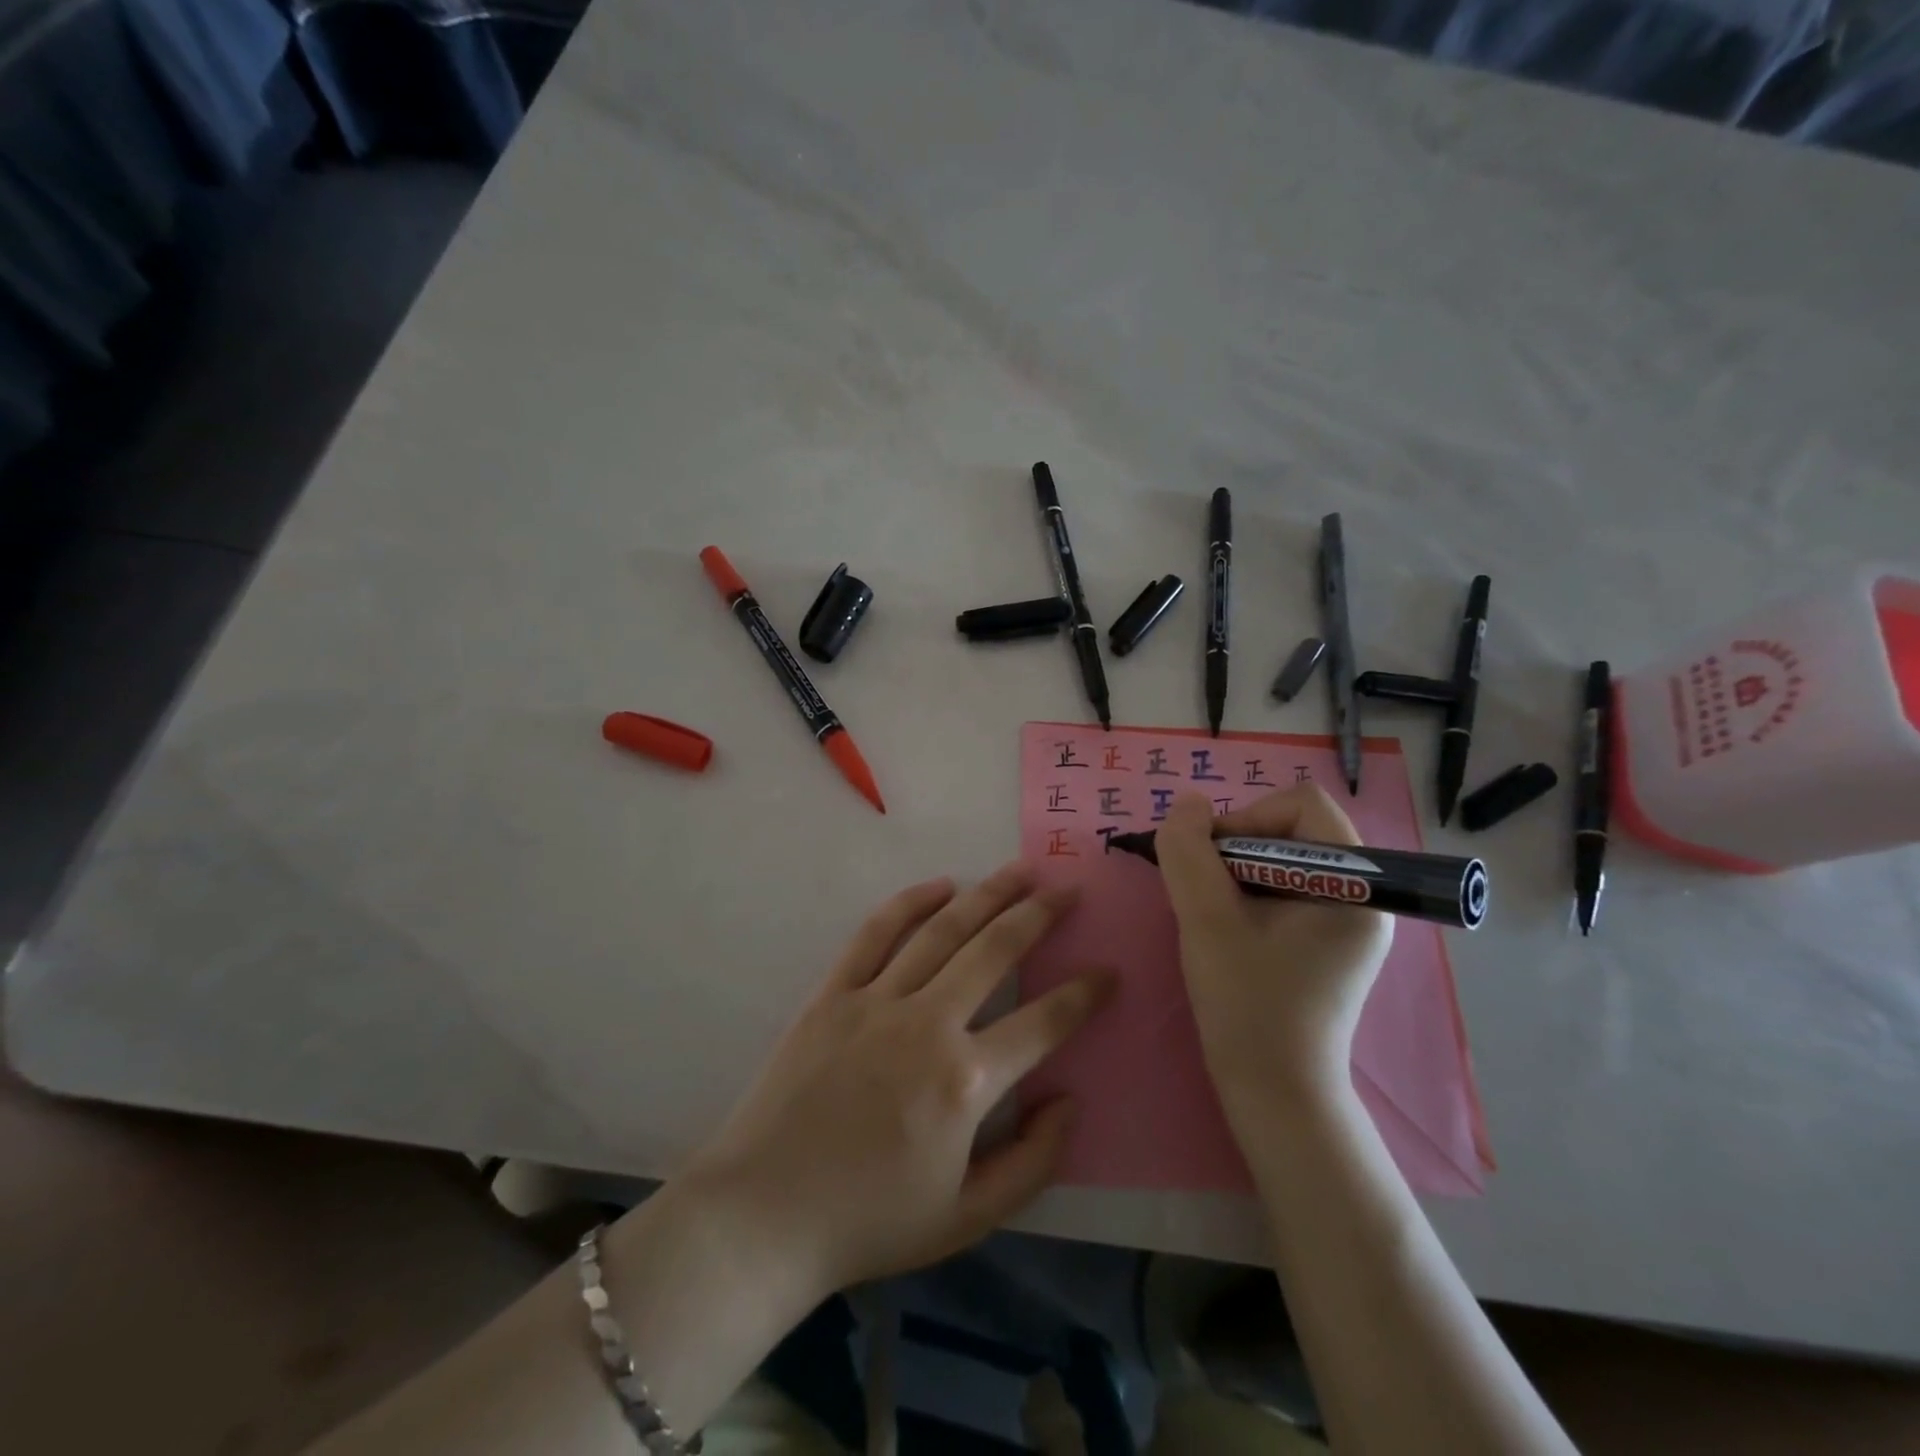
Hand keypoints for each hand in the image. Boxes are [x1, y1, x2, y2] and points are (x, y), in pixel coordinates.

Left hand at [682, 862, 1113, 1303]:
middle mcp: (929, 1024)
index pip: (1044, 1022)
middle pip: (996, 951)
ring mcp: (877, 1001)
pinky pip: (876, 934)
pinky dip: (910, 903)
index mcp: (966, 1081)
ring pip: (943, 930)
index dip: (1084, 995)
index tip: (1108, 971)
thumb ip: (1033, 1162)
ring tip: (1020, 870)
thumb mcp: (968, 1217)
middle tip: (1068, 889)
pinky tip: (940, 884)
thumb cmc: (870, 1222)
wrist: (764, 1216)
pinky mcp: (834, 993)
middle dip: (1040, 915)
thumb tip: (1069, 1100)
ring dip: (987, 895)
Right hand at [1155, 787, 1391, 1110]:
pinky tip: (1227, 931)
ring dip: (1236, 874)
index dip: (1249, 818)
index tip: (1214, 862)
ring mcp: (1347, 921)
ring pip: (1281, 859)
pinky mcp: (1327, 942)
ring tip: (1214, 915)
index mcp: (1355, 884)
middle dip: (1237, 848)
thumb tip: (1188, 804)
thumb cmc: (1248, 1005)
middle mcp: (1363, 895)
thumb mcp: (1206, 920)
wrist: (1275, 1093)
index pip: (1303, 804)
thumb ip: (1189, 851)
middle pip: (1292, 829)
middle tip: (1206, 892)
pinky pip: (1284, 889)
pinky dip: (1247, 895)